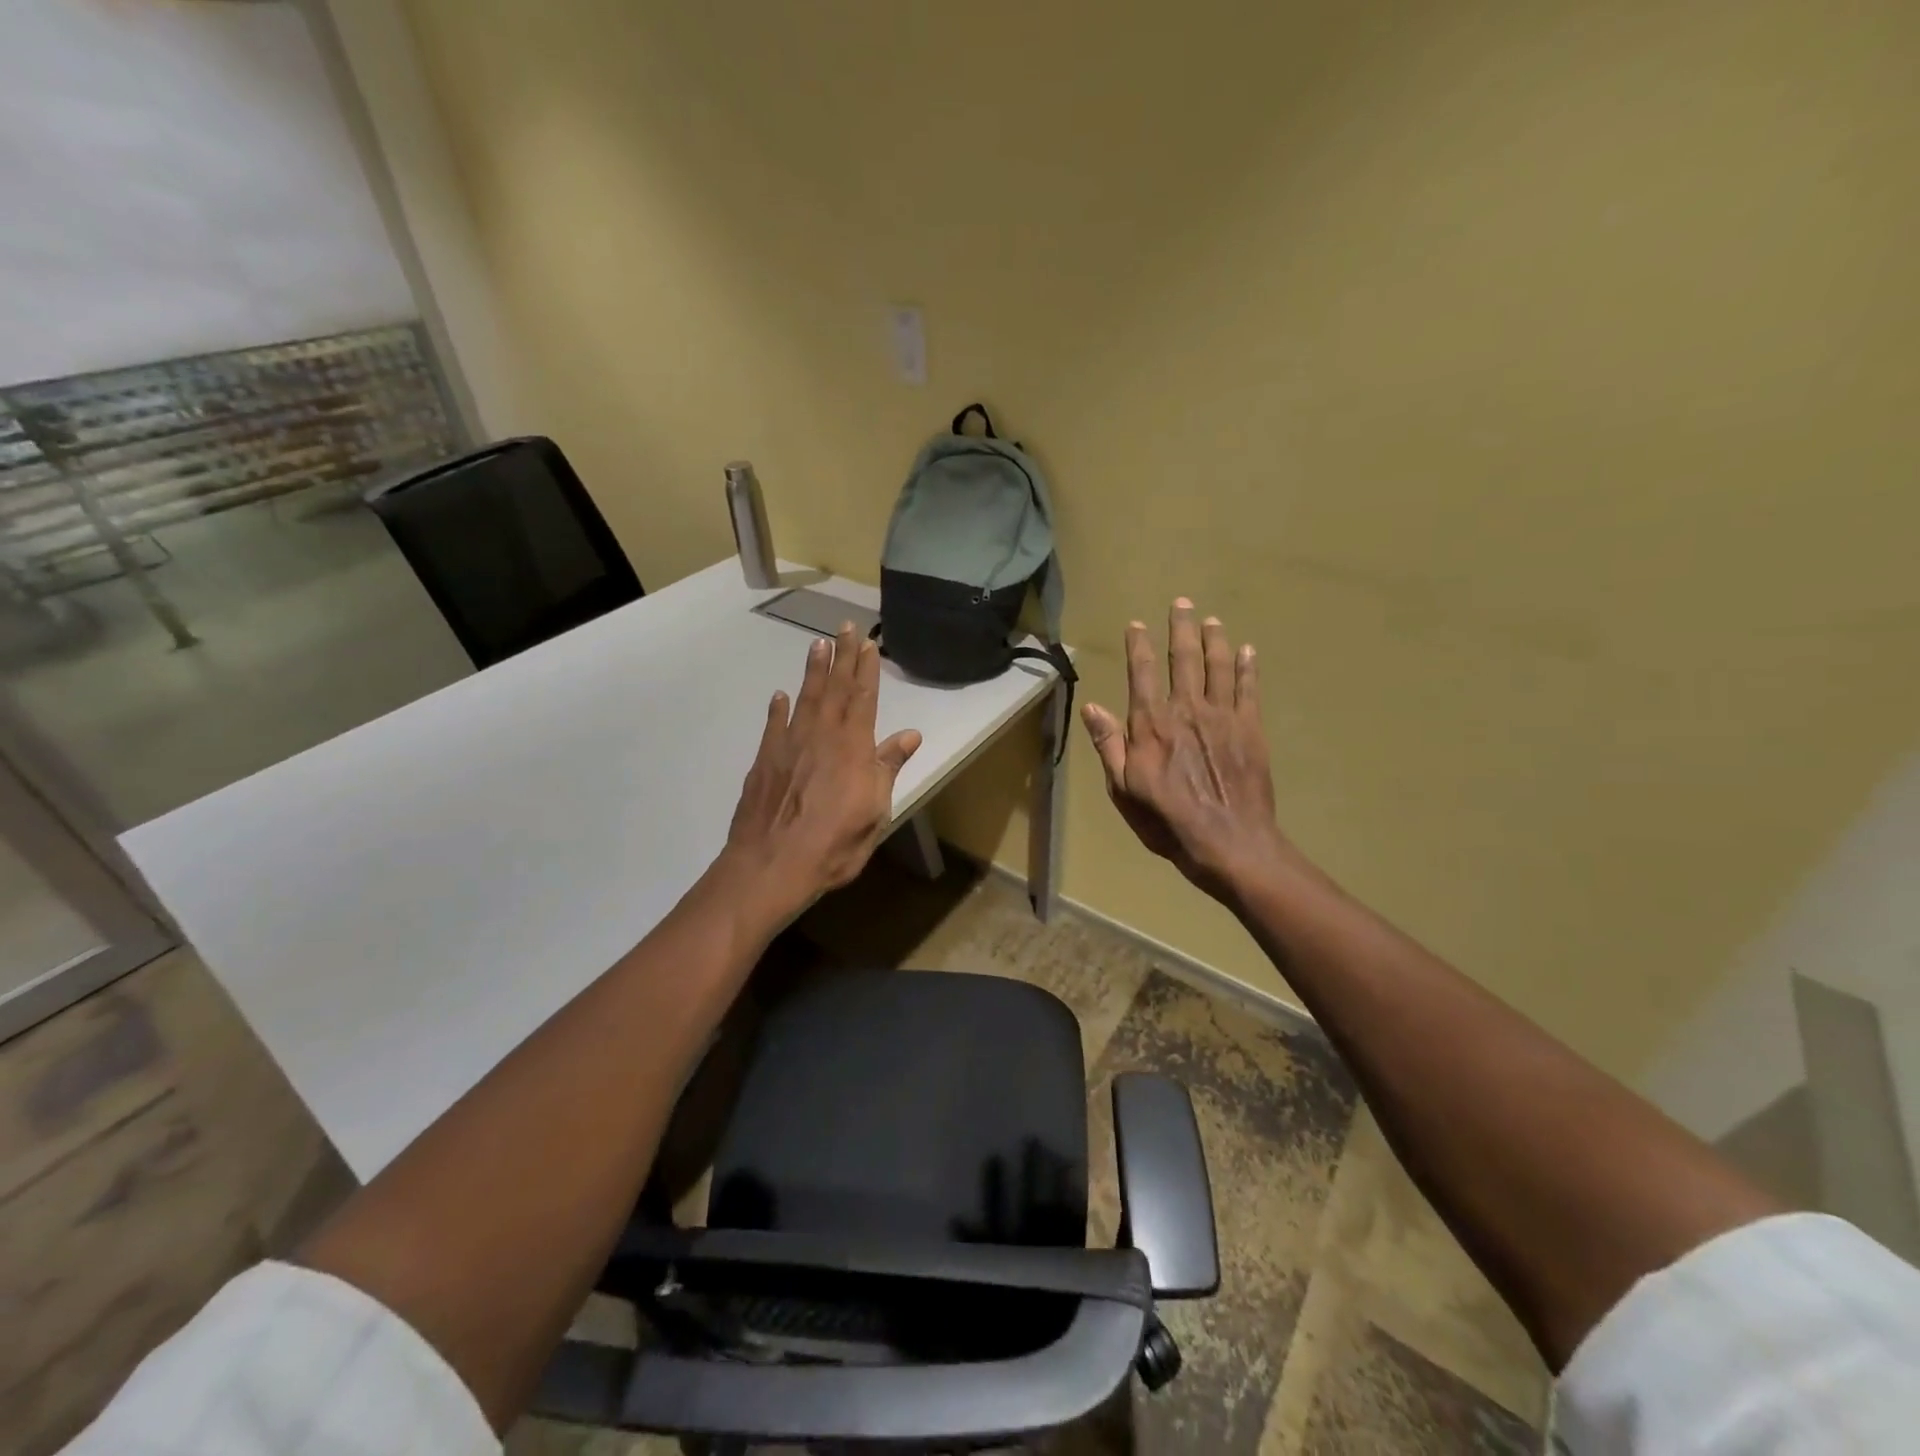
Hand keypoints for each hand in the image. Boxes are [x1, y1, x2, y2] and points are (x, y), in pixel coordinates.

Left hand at [724, 623, 922, 920]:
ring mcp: (789, 746)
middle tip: (844, 627)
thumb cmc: (834, 844)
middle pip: (834, 689)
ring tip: (817, 645)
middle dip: (841, 656)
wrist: (771, 865)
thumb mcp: (875, 811)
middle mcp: (821, 736)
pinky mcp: (764, 761)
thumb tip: (910, 734)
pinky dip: (778, 709)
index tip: (867, 643)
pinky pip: (774, 725)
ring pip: (804, 698)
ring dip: (813, 671)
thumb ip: (888, 768)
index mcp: (853, 747)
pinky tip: (780, 696)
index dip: (866, 670)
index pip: (863, 698)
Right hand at [1082, 600, 1288, 902]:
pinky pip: (1249, 688)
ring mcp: (1222, 716)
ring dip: (1214, 639)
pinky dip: (1248, 667)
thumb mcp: (1123, 789)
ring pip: (1218, 666)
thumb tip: (1092, 707)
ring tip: (1212, 619)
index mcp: (1151, 724)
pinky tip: (1248, 650)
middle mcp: (1187, 710)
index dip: (1139, 646)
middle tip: (1182, 603)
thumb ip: (1109, 745)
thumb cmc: (1167, 821)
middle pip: (1184, 659)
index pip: (1142, 674)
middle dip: (1181, 628)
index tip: (1137, 624)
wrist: (1228, 842)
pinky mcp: (1251, 729)